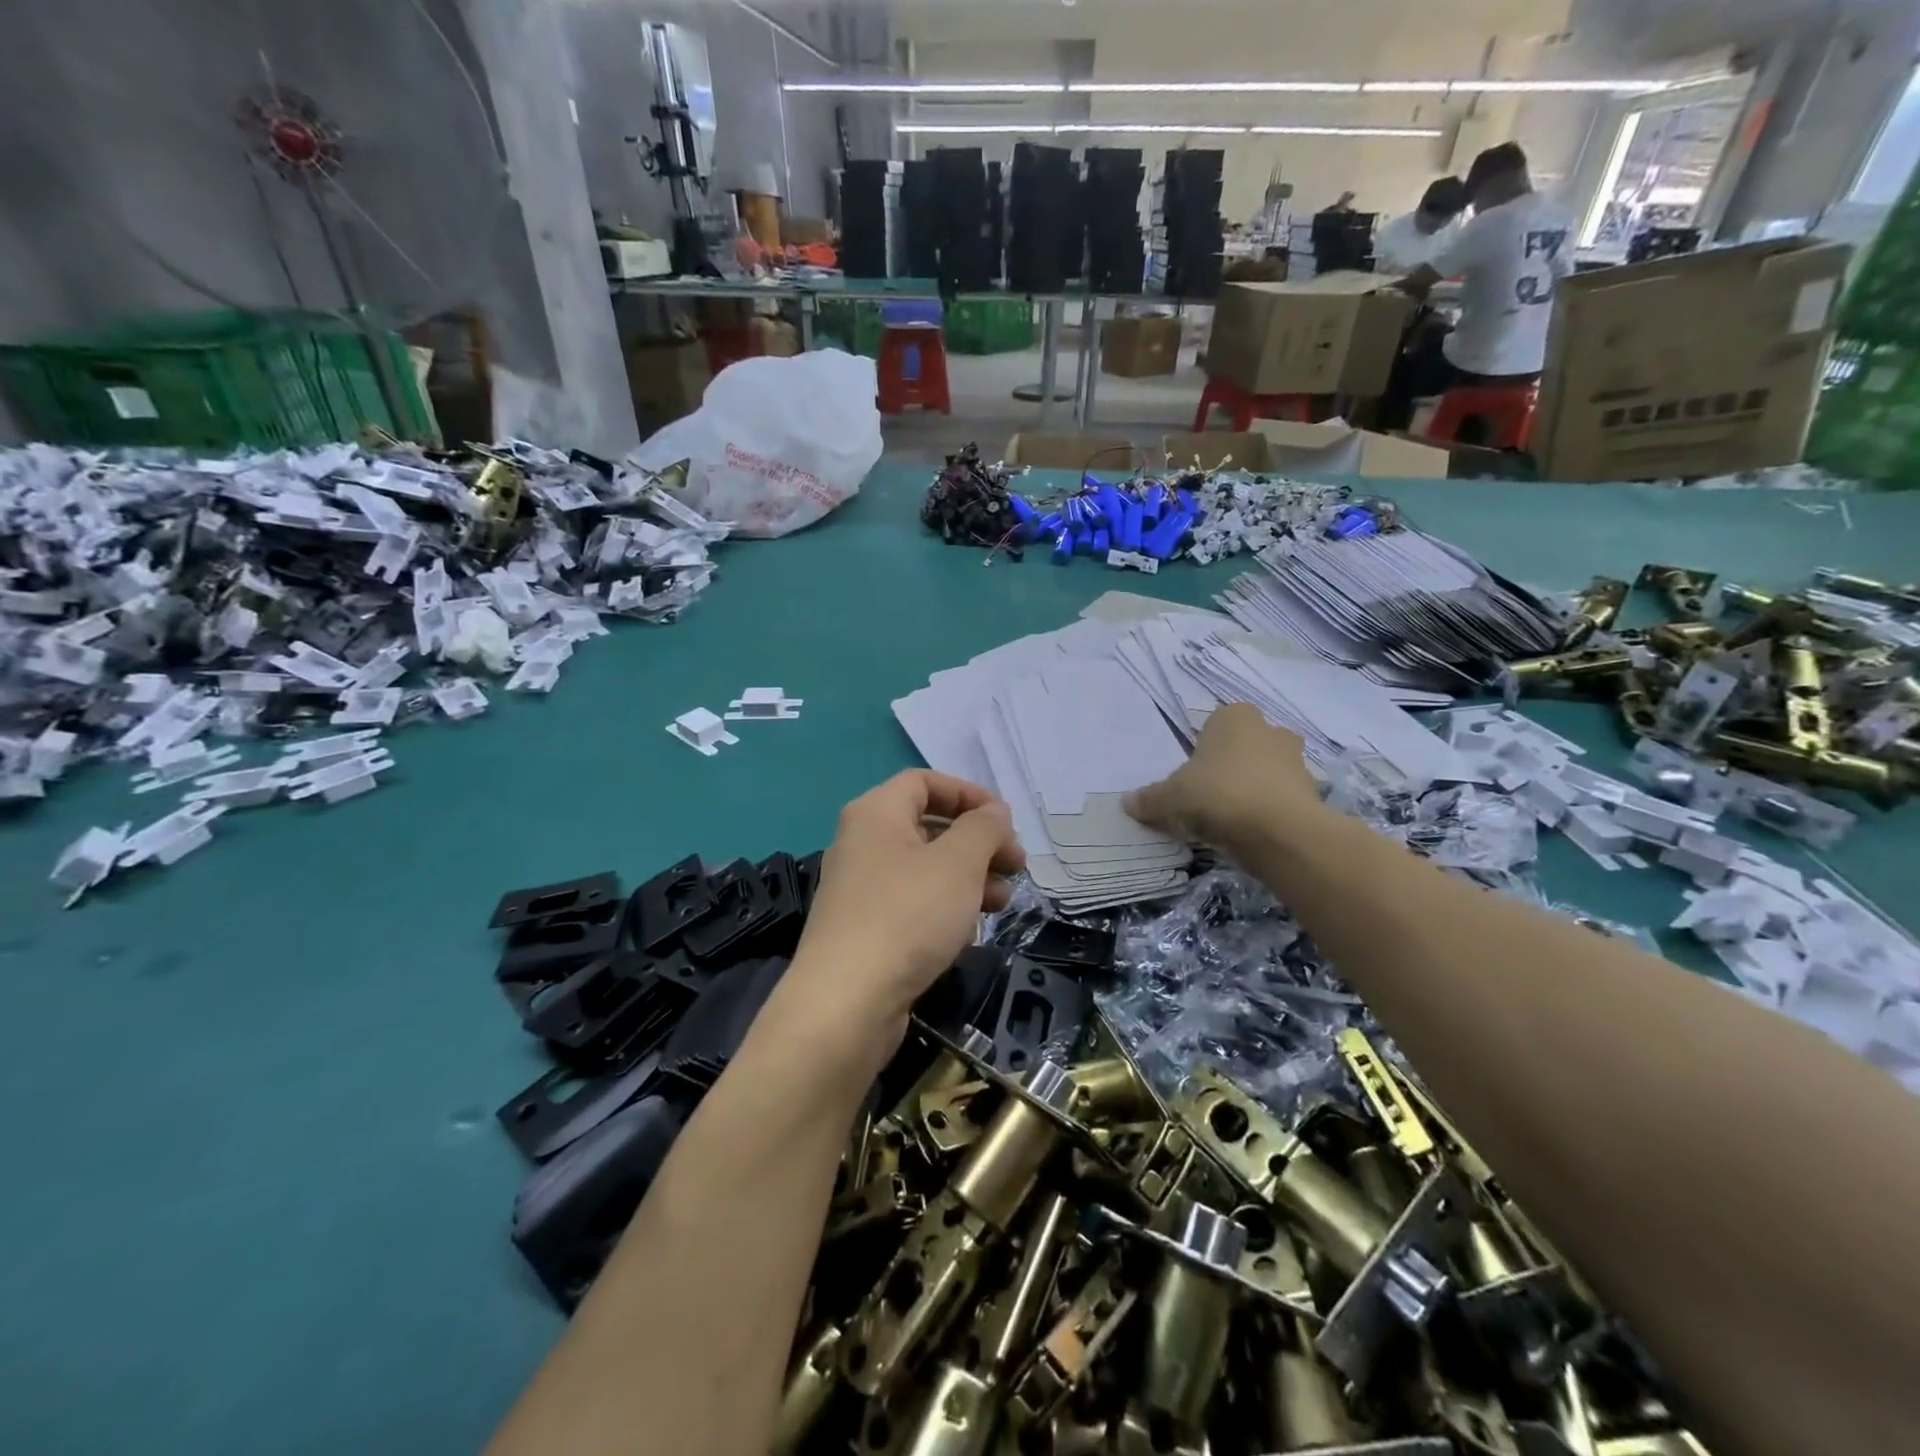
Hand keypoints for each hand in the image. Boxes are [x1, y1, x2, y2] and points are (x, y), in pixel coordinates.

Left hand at [785, 771, 1025, 1053]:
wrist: (847, 1002)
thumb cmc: (907, 915)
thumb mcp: (958, 863)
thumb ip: (983, 828)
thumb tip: (994, 813)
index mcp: (876, 813)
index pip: (925, 782)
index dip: (969, 794)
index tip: (1004, 821)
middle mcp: (863, 842)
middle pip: (929, 825)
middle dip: (978, 842)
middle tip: (1016, 864)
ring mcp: (862, 888)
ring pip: (926, 868)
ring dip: (970, 877)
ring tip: (1004, 900)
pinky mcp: (867, 928)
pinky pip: (914, 902)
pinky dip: (946, 906)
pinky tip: (971, 929)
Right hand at [1124, 703, 1321, 854]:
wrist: (1278, 832)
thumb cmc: (1217, 795)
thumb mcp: (1170, 799)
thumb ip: (1150, 799)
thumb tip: (1128, 801)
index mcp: (1234, 717)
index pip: (1215, 723)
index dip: (1203, 749)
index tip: (1192, 775)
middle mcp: (1270, 730)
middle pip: (1246, 745)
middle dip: (1232, 765)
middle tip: (1210, 795)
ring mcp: (1297, 761)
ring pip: (1268, 771)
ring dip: (1254, 789)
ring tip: (1230, 819)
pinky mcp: (1313, 794)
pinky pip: (1283, 798)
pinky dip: (1270, 811)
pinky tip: (1251, 832)